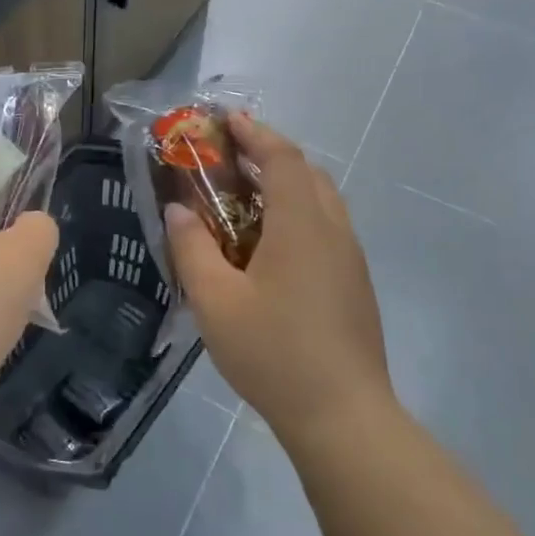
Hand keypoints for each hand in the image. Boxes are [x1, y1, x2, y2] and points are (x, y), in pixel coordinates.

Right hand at [166, 116, 393, 443]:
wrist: (342, 415)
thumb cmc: (273, 353)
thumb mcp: (215, 301)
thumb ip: (192, 248)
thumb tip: (178, 209)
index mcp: (302, 224)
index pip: (282, 158)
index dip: (254, 133)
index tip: (227, 120)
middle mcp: (333, 230)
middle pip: (307, 173)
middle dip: (269, 155)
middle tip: (230, 158)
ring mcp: (350, 258)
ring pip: (321, 201)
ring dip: (286, 185)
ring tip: (245, 198)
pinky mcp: (355, 284)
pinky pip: (326, 228)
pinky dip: (297, 214)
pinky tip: (269, 247)